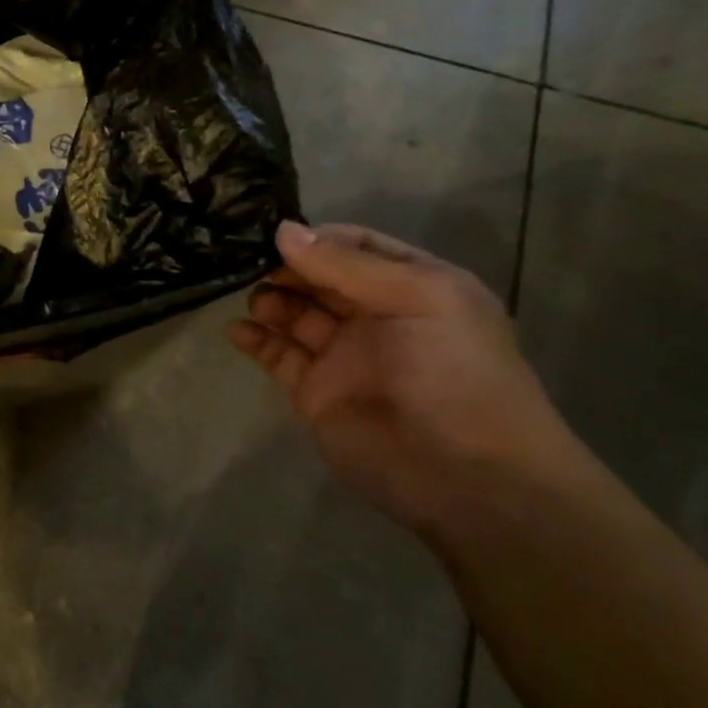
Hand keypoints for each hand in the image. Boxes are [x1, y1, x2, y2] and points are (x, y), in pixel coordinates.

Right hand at [229, 221, 583, 534]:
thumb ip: (346, 266)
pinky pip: (277, 355)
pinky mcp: (314, 390)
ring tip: (258, 302)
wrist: (468, 477)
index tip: (275, 235)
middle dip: (285, 267)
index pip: (355, 246)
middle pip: (318, 277)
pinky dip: (255, 339)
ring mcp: (342, 354)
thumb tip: (282, 230)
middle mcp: (376, 315)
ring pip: (294, 313)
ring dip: (270, 299)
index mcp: (413, 286)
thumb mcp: (418, 299)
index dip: (316, 238)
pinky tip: (240, 331)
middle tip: (251, 263)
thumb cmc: (456, 373)